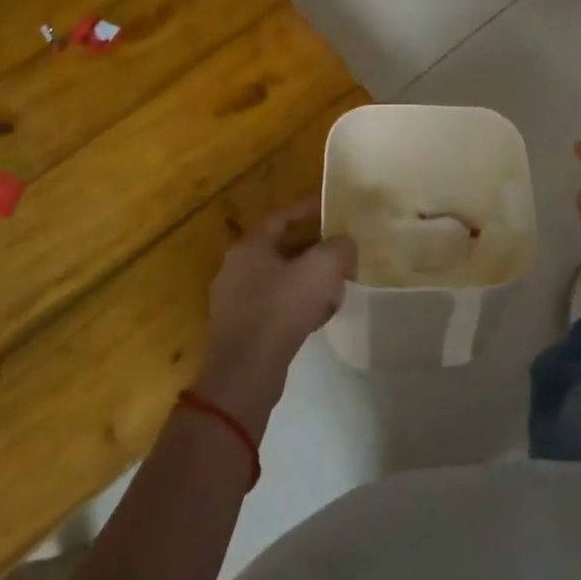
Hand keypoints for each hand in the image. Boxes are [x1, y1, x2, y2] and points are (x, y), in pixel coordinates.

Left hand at [198, 200, 355, 435]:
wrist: (247, 371)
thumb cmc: (282, 308)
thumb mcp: (323, 267)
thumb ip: (340, 247)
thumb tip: (345, 246)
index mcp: (251, 246)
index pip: (283, 217)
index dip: (310, 210)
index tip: (332, 209)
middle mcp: (237, 268)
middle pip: (284, 249)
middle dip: (316, 252)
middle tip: (341, 256)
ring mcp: (235, 301)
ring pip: (282, 280)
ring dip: (310, 282)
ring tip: (336, 291)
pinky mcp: (241, 329)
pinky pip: (277, 307)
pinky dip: (299, 307)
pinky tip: (318, 319)